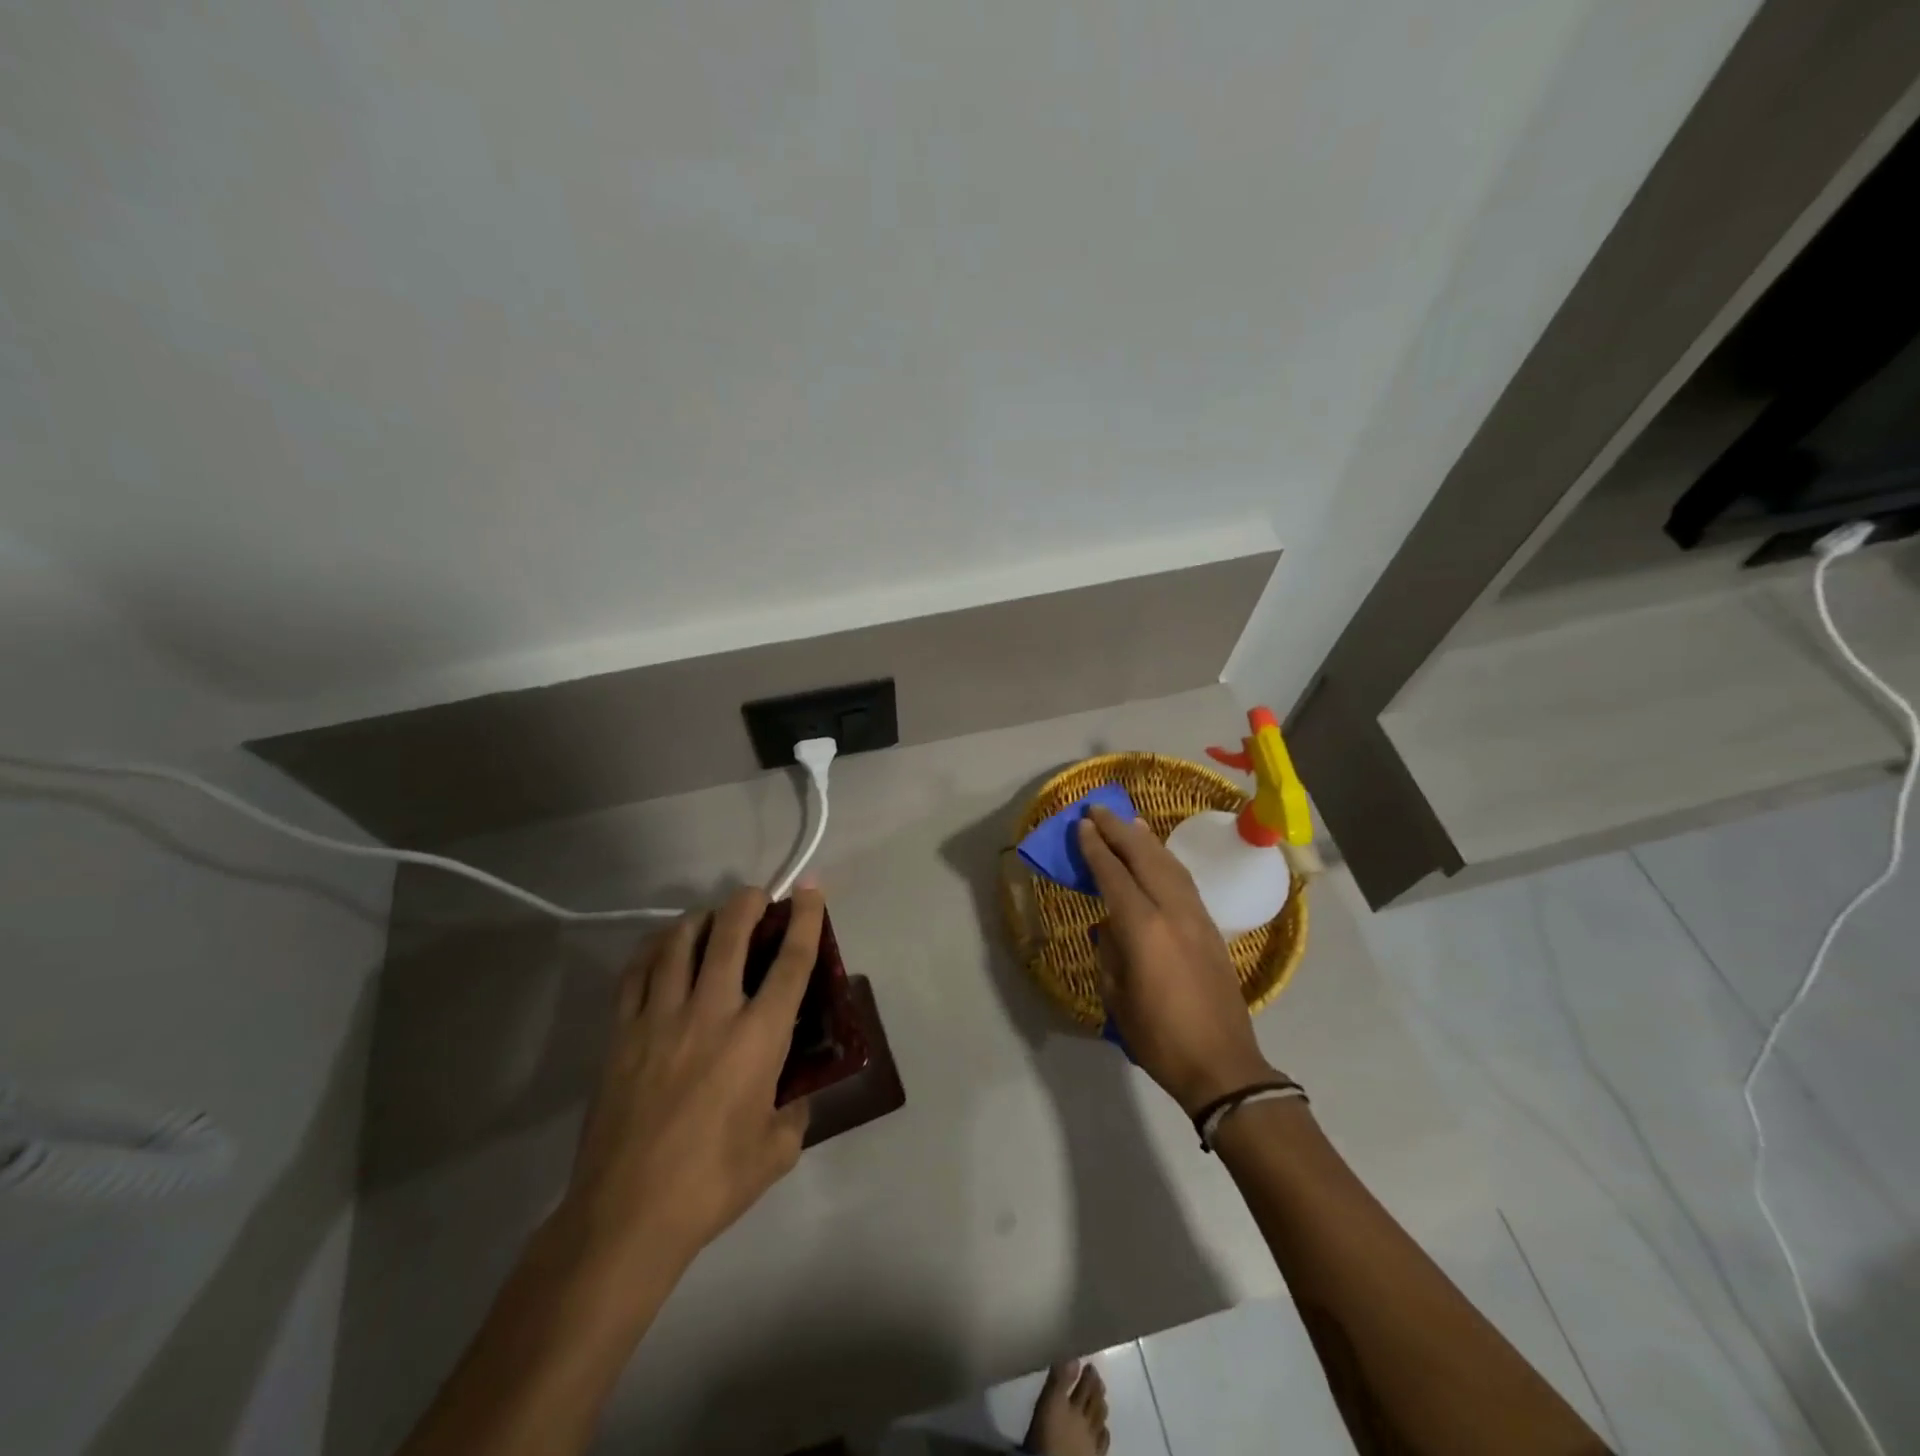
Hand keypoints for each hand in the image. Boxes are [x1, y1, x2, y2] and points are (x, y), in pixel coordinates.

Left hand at [556, 886, 819, 1284]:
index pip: (792, 961)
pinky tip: (664, 947)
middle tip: (758, 898)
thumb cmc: (712, 1185)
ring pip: (679, 942)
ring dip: (702, 918)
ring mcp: (660, 1018)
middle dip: (749, 902)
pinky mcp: (621, 1033)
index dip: (806, 919)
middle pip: (731, 933)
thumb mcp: (778, 1151)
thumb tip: (794, 1089)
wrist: (626, 1217)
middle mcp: (711, 1013)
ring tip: (712, 919)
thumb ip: (795, 1109)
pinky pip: (636, 971)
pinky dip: (655, 947)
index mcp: (757, 1038)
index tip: (811, 890)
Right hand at [1077, 807, 1278, 1114]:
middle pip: (1145, 858)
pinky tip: (1159, 856)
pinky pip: (1185, 881)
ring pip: (1170, 865)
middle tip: (1099, 810)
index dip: (1097, 848)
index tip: (1083, 825)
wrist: (1222, 1065)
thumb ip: (1111, 951)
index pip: (1114, 875)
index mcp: (1144, 929)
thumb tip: (1112, 925)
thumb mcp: (1117, 996)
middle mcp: (1173, 912)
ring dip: (1146, 841)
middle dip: (1120, 831)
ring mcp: (1198, 918)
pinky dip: (1167, 860)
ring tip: (1128, 823)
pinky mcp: (1212, 929)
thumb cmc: (1159, 1037)